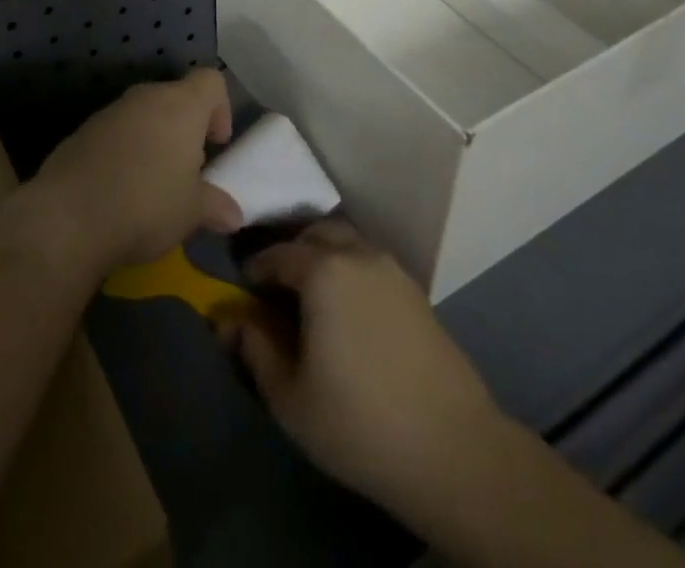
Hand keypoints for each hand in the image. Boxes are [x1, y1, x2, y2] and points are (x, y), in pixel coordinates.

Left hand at [19, 68, 241, 278]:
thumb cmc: (146, 205)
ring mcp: (110, 111)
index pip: (210, 80)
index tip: (216, 144)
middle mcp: (145, 97)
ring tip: (153, 184)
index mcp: (180, 105)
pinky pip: (115, 132)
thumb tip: (233, 214)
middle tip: (187, 171)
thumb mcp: (191, 213)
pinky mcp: (82, 131)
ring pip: (143, 114)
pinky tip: (120, 190)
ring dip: (154, 140)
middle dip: (185, 129)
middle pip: (175, 97)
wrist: (68, 216)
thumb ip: (215, 206)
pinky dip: (124, 151)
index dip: (220, 107)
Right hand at [223, 221, 505, 533]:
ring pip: (348, 244)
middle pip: (316, 234)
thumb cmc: (359, 422)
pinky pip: (371, 264)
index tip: (244, 287)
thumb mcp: (290, 397)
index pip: (278, 254)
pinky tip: (349, 311)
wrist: (453, 450)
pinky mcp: (417, 293)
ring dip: (324, 257)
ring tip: (312, 296)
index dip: (256, 268)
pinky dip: (351, 272)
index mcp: (323, 270)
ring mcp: (393, 270)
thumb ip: (254, 351)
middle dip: (292, 251)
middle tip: (277, 285)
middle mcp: (358, 255)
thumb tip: (230, 322)